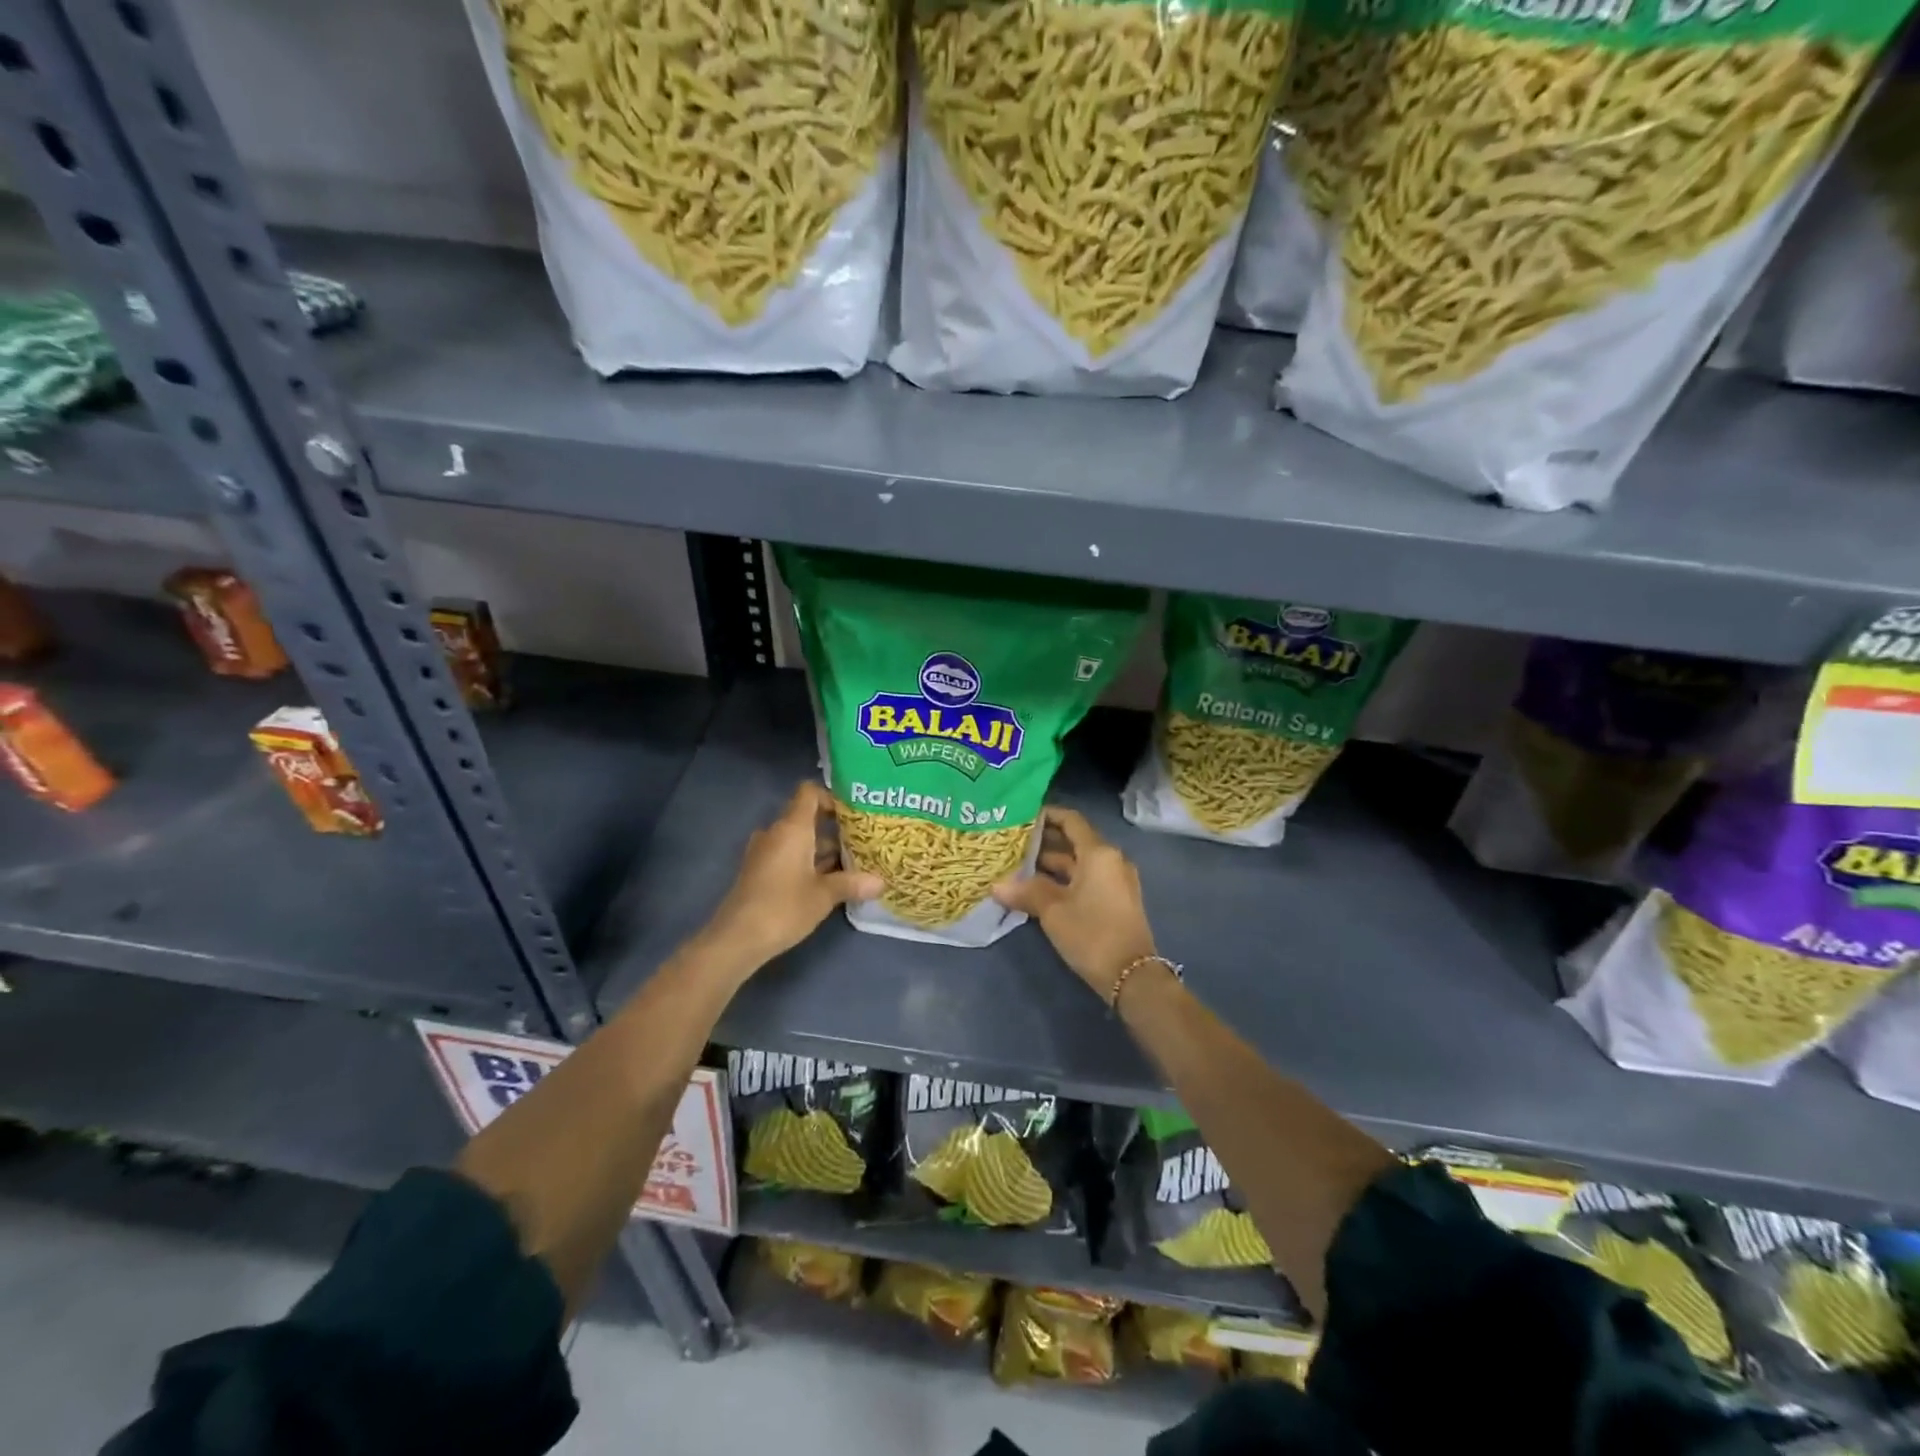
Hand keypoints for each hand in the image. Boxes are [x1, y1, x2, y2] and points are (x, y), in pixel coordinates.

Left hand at [705, 781, 881, 965]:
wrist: (736, 939)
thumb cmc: (783, 907)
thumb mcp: (824, 895)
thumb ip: (852, 883)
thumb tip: (881, 882)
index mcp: (792, 828)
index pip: (809, 792)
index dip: (831, 797)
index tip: (853, 813)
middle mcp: (776, 833)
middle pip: (806, 817)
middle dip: (833, 828)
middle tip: (862, 840)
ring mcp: (764, 852)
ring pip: (798, 840)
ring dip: (821, 849)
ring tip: (851, 863)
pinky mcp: (758, 872)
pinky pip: (787, 855)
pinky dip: (806, 862)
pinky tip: (828, 881)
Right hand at [993, 807, 1156, 999]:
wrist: (1132, 976)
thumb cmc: (1092, 933)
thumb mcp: (1053, 910)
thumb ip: (1026, 891)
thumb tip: (997, 885)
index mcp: (1099, 853)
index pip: (1071, 820)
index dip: (1047, 815)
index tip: (1021, 817)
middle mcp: (1110, 860)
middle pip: (1074, 842)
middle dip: (1044, 842)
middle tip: (1012, 843)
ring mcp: (1115, 881)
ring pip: (1078, 864)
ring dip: (1051, 864)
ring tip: (1018, 866)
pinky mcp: (1115, 901)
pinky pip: (1086, 880)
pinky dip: (1063, 880)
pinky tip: (1037, 889)